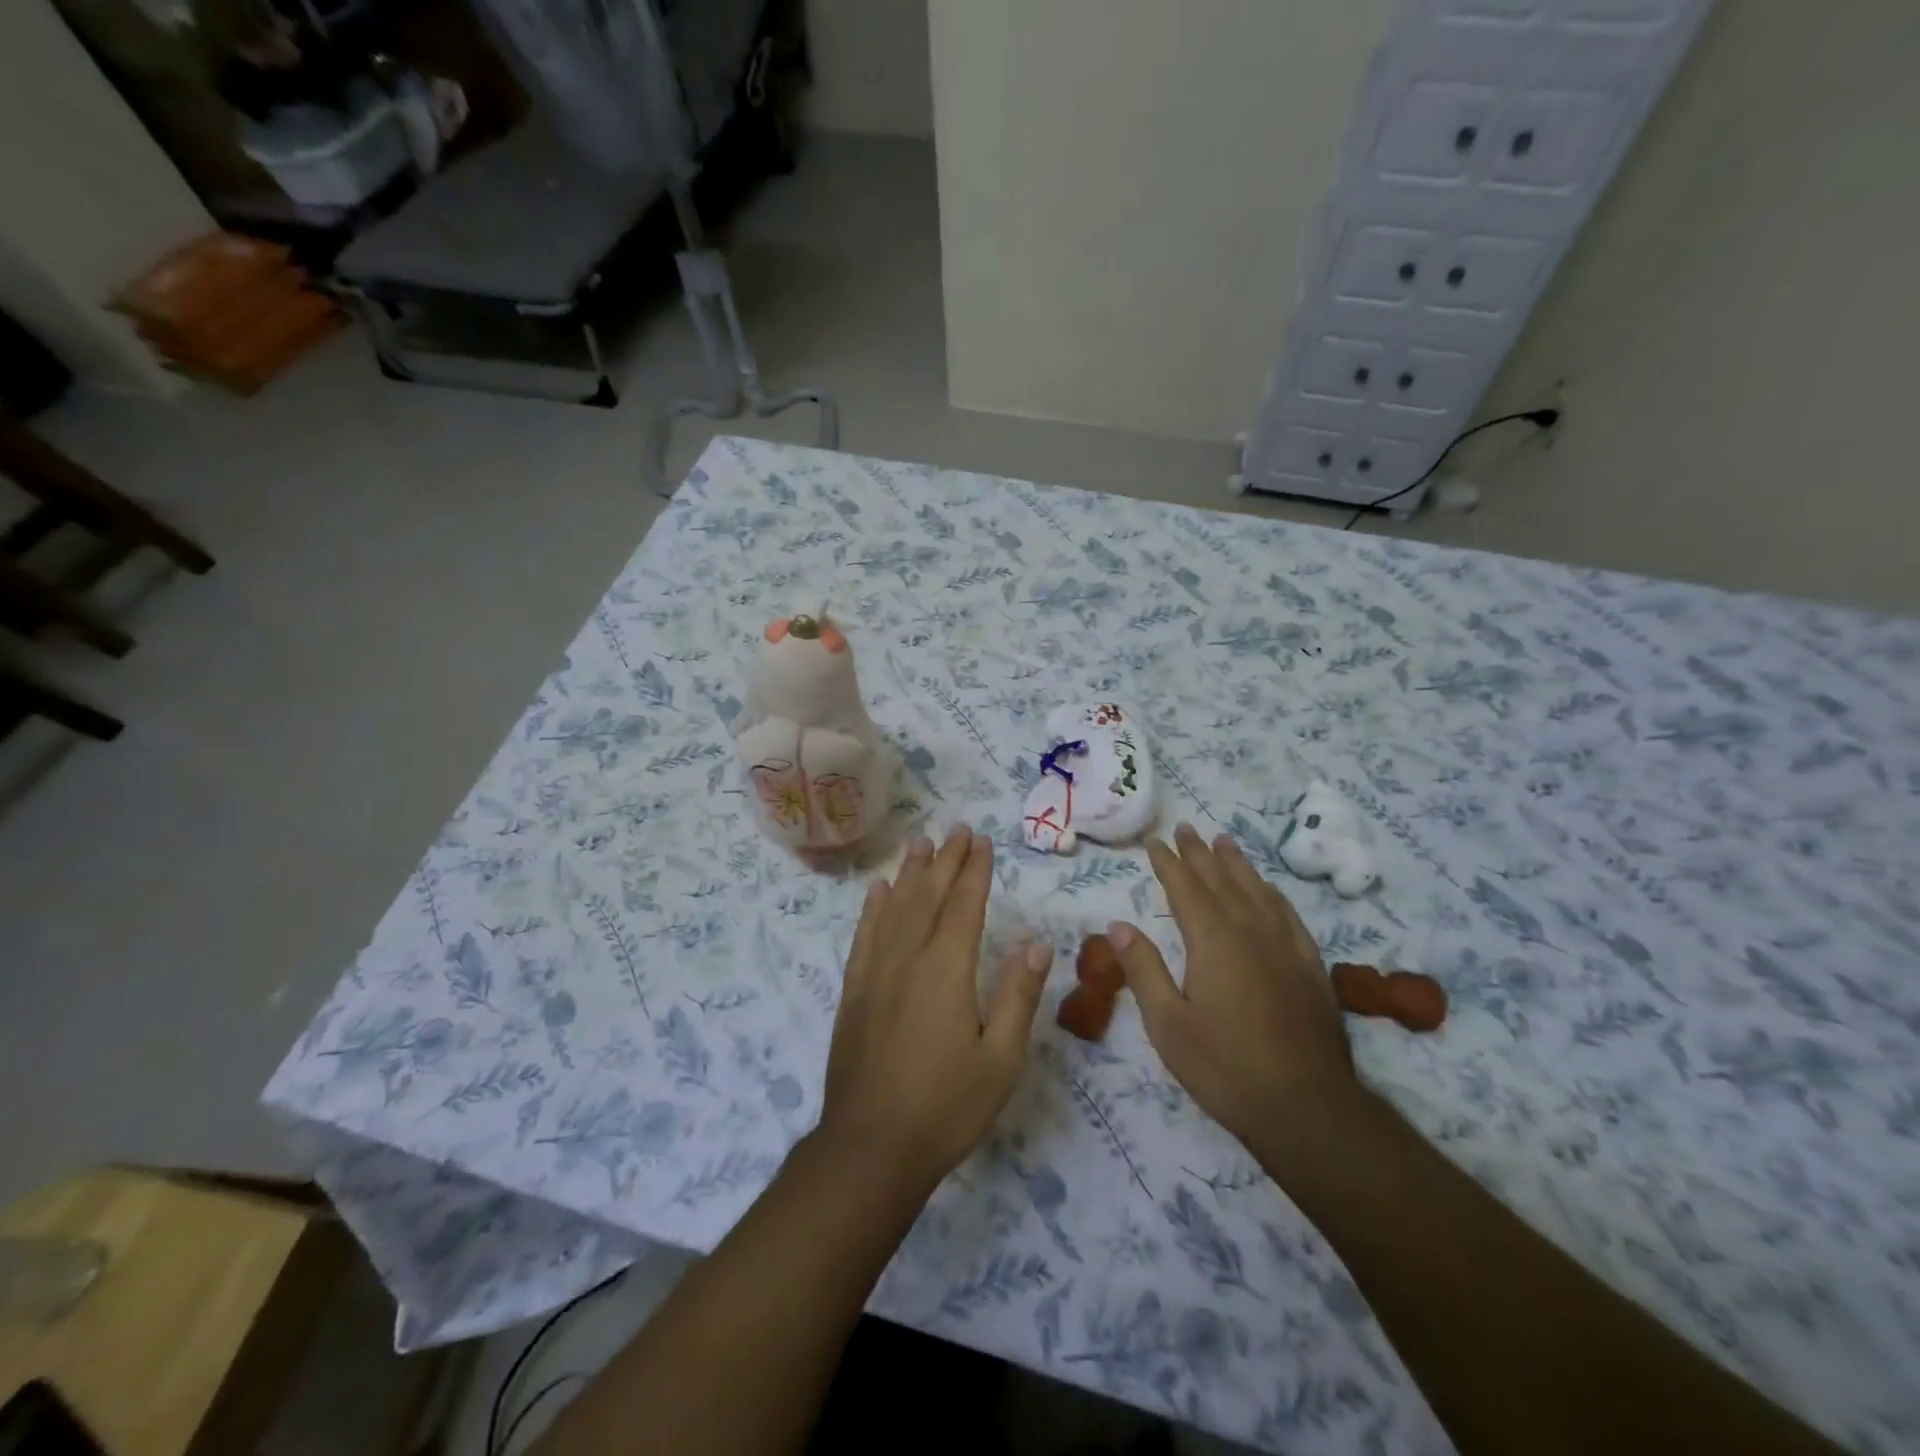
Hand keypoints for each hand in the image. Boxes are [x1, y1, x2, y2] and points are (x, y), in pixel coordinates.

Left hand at [818, 825, 1052, 1189]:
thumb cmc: (946, 1106)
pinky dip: (873, 908)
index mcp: (947, 969)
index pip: (964, 905)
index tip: (981, 840)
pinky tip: (877, 891)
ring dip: (909, 873)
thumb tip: (1037, 945)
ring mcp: (875, 973)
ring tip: (919, 842)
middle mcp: (908, 958)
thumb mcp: (1000, 1060)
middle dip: (945, 860)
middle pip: (928, 896)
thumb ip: (1018, 997)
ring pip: (894, 908)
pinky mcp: (854, 991)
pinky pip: (864, 936)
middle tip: (957, 829)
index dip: (974, 870)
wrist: (870, 1147)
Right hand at [1107, 824, 1361, 1166]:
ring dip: (1237, 865)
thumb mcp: (1168, 1024)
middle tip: (1186, 828)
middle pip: (1222, 881)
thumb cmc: (1225, 1067)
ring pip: (1258, 891)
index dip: (1169, 863)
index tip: (1156, 842)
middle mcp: (1252, 932)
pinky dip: (1272, 894)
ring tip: (1224, 842)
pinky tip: (1269, 891)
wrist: (1308, 1108)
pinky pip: (1288, 915)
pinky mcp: (1311, 968)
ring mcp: (1287, 948)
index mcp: (1214, 941)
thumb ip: (1143, 970)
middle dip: (1200, 854)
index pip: (1186, 889)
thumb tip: (1119, 925)